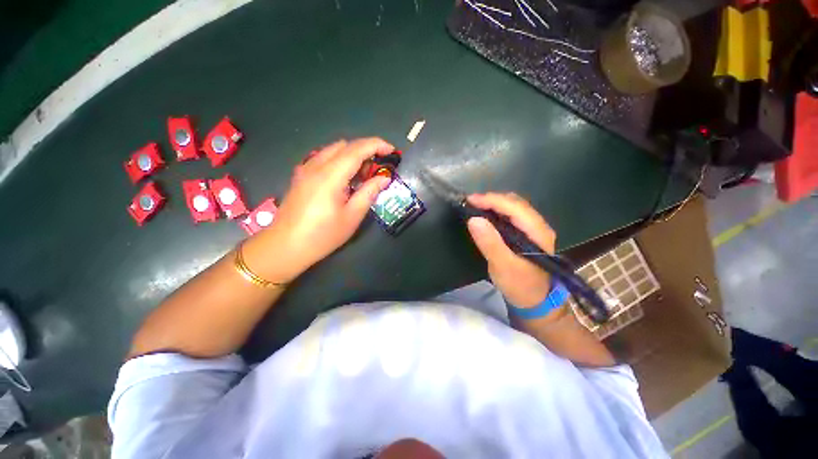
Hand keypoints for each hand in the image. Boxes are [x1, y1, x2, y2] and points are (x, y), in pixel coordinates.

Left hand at [256, 138, 393, 281]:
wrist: (286, 246)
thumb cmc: (323, 235)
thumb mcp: (352, 217)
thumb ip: (369, 193)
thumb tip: (384, 178)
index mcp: (330, 176)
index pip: (356, 149)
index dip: (377, 145)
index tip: (391, 151)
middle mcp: (316, 166)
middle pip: (345, 145)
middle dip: (366, 151)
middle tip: (377, 170)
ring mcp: (305, 169)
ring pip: (333, 149)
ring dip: (352, 156)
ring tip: (362, 176)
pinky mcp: (300, 175)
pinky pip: (323, 158)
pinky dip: (339, 161)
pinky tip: (343, 180)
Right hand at [466, 193, 555, 307]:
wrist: (535, 301)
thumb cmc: (520, 286)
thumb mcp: (503, 267)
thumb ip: (490, 243)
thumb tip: (473, 219)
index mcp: (537, 232)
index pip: (514, 207)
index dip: (491, 200)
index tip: (470, 200)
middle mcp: (538, 226)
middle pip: (515, 203)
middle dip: (492, 199)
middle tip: (470, 203)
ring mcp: (533, 229)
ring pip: (513, 207)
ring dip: (494, 204)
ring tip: (475, 207)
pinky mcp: (526, 233)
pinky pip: (511, 215)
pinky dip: (496, 211)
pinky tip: (486, 215)